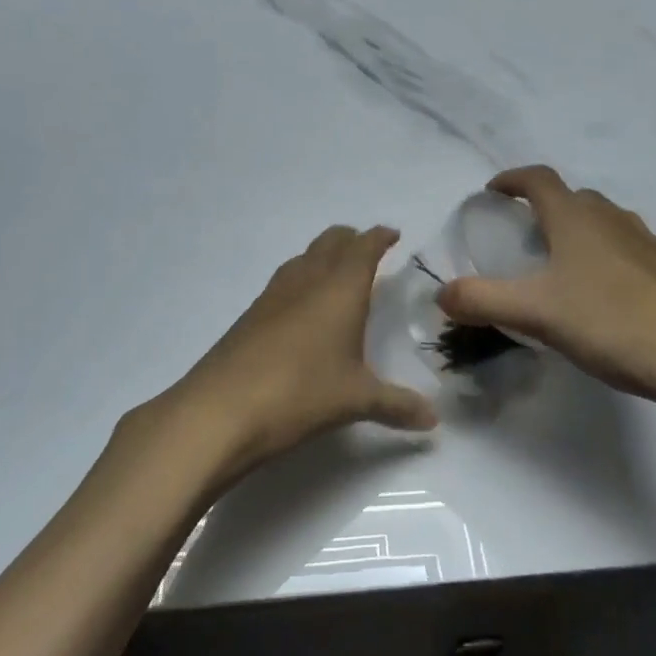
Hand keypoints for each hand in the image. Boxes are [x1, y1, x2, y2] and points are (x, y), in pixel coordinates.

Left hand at [156, 226, 437, 490]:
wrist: (221, 409)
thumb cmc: (301, 392)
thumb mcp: (356, 400)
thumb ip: (397, 406)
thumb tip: (433, 421)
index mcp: (340, 288)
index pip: (363, 247)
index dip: (379, 237)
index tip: (393, 235)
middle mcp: (307, 280)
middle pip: (331, 241)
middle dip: (351, 239)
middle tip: (368, 250)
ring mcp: (274, 294)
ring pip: (304, 258)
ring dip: (323, 256)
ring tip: (338, 274)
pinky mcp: (251, 314)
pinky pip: (284, 281)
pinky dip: (301, 279)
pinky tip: (303, 309)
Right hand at [437, 167, 655, 435]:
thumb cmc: (613, 323)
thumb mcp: (536, 313)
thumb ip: (482, 300)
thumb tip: (441, 293)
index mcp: (576, 218)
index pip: (538, 179)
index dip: (512, 179)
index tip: (492, 192)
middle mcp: (613, 219)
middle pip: (573, 198)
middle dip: (544, 209)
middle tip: (523, 239)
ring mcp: (649, 244)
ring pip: (603, 224)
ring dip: (577, 233)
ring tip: (560, 270)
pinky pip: (627, 251)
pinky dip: (605, 259)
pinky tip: (604, 300)